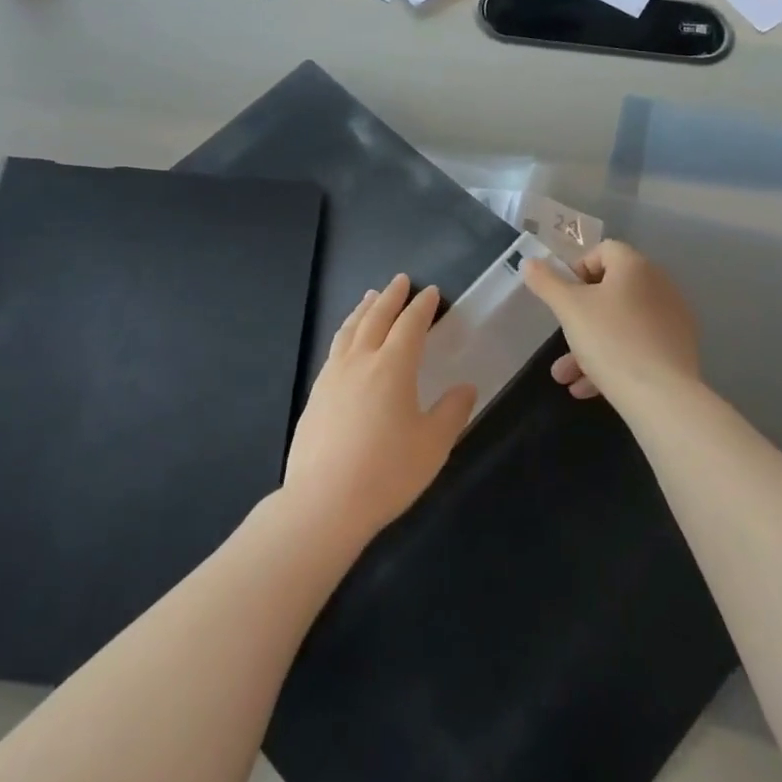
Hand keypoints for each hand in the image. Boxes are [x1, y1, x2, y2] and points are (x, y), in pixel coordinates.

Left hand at [281, 274, 476, 547]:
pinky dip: (346, 333)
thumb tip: (466, 387)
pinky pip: (334, 349)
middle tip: (400, 280)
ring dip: (363, 310)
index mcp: (393, 367)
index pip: (410, 325)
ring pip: (349, 330)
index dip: (422, 307)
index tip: (431, 292)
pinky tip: (346, 343)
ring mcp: (332, 376)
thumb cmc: (387, 472)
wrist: (324, 501)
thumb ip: (451, 412)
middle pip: (376, 318)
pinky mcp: (315, 394)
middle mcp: (360, 362)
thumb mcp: (433, 445)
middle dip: (391, 297)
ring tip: (370, 297)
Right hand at [521, 240, 700, 404]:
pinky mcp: (677, 350)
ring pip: (621, 324)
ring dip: (589, 345)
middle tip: (562, 334)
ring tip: (564, 376)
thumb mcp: (568, 308)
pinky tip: (587, 388)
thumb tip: (529, 262)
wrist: (662, 397)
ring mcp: (671, 319)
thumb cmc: (610, 340)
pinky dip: (612, 360)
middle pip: (611, 290)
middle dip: (579, 315)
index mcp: (635, 267)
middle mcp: (659, 286)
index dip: (577, 268)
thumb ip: (546, 282)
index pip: (603, 250)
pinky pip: (637, 346)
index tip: (562, 296)